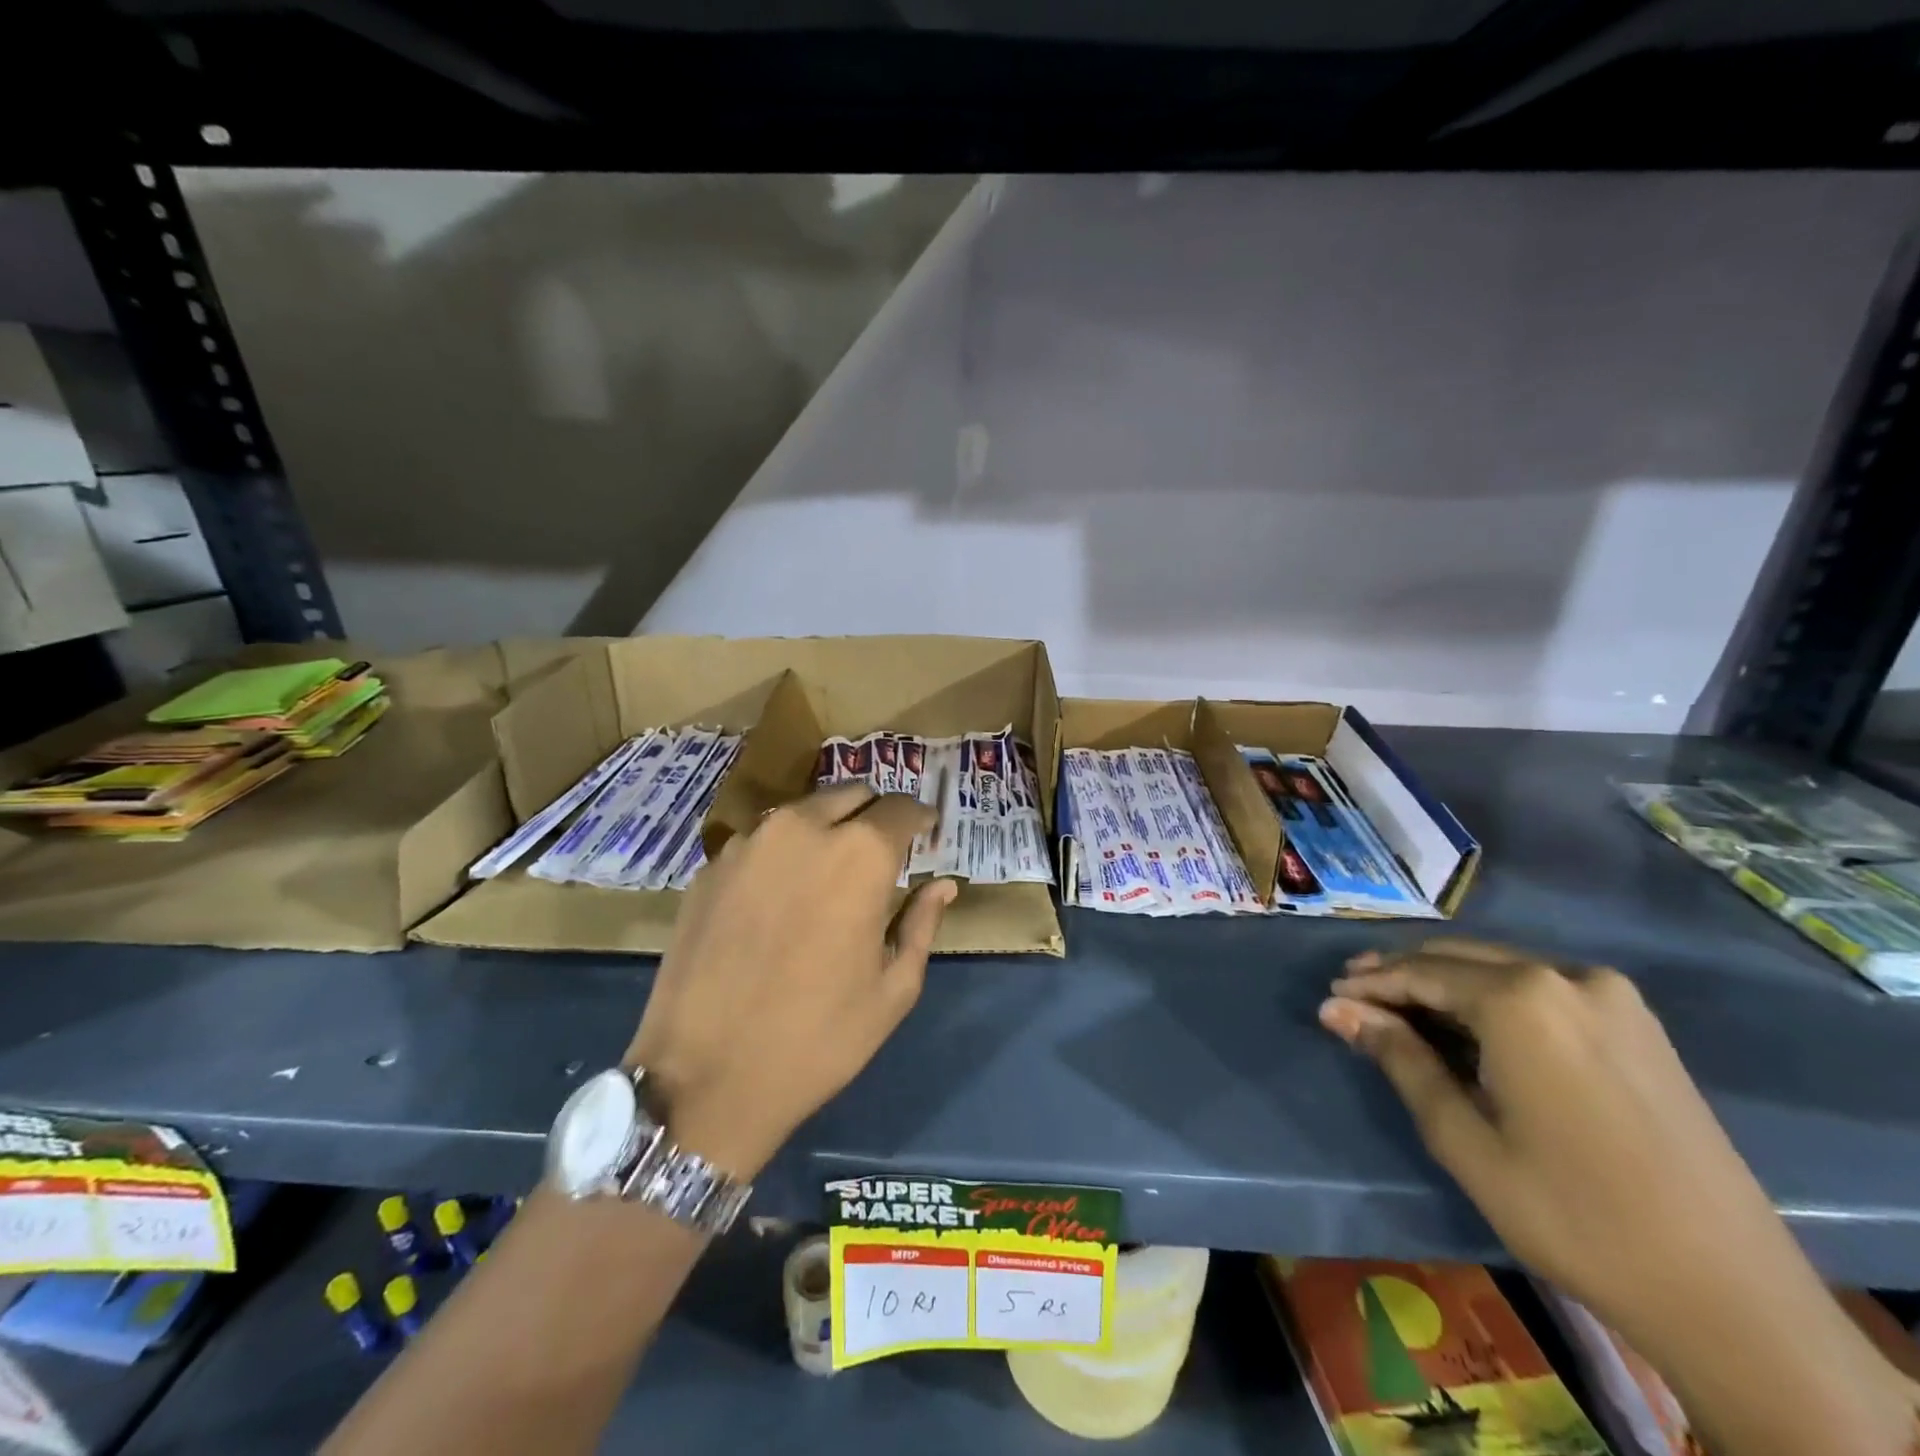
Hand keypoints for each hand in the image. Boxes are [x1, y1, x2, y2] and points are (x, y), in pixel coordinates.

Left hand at [625, 784, 955, 1179]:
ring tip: (829, 872)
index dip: (921, 818)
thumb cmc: (819, 1038)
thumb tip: (943, 884)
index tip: (926, 834)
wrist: (706, 1078)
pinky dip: (782, 853)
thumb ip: (922, 922)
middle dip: (874, 815)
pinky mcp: (710, 866)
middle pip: (851, 795)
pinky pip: (760, 841)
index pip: (902, 807)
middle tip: (881, 852)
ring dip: (826, 829)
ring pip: (803, 812)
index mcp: (859, 854)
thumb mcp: (893, 988)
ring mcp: (748, 843)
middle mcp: (802, 828)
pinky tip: (779, 897)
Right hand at [1321, 938, 1919, 1455]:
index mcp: (1521, 998)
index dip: (1369, 985)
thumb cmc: (1573, 1213)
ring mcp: (1611, 995)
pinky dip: (1491, 996)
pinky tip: (1468, 1024)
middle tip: (1353, 996)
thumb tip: (1337, 1009)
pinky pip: (1541, 987)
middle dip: (1402, 975)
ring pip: (1499, 968)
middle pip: (1458, 958)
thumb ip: (1398, 1058)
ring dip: (1445, 984)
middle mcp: (1566, 976)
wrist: (1731, 1294)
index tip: (1330, 999)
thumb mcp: (1463, 1137)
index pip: (1419, 972)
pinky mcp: (1637, 1022)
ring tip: (1400, 1010)